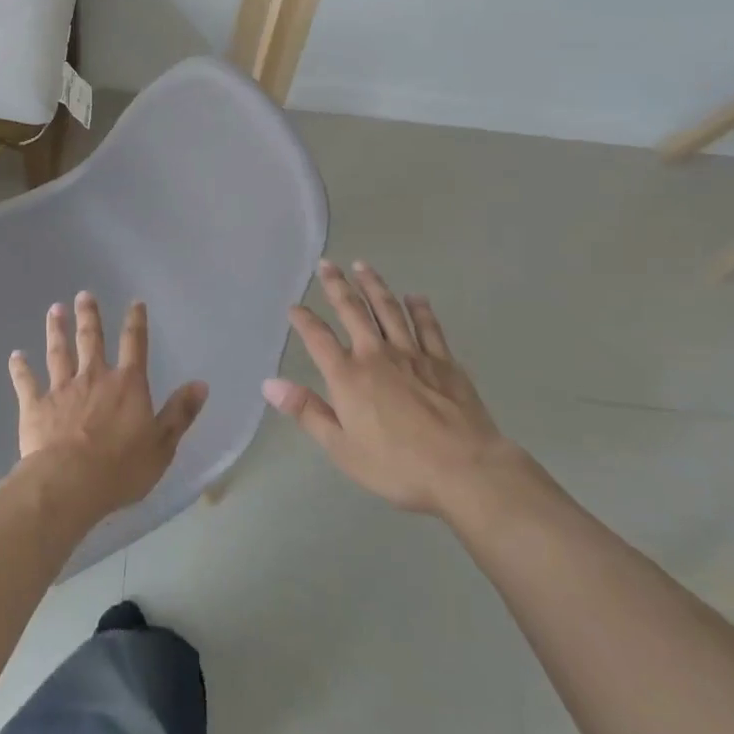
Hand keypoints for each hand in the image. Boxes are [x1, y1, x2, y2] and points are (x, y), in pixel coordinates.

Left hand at [9, 293, 207, 524]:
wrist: (70, 482)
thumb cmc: (121, 467)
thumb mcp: (162, 444)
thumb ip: (180, 413)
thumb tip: (201, 384)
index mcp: (127, 385)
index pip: (135, 345)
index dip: (136, 322)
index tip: (135, 303)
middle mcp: (94, 377)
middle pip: (91, 340)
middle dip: (89, 316)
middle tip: (84, 295)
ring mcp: (62, 389)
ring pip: (59, 353)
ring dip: (57, 330)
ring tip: (55, 309)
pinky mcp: (36, 406)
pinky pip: (26, 382)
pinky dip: (20, 368)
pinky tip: (15, 355)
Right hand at [264, 260, 544, 536]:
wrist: (464, 469)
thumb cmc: (397, 465)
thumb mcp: (342, 448)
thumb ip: (307, 412)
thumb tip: (269, 384)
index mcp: (348, 376)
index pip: (318, 338)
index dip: (304, 320)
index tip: (294, 306)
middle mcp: (376, 354)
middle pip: (353, 311)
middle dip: (337, 286)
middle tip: (326, 264)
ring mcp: (412, 354)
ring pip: (389, 309)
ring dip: (374, 285)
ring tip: (362, 265)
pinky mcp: (443, 361)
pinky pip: (428, 327)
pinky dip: (420, 309)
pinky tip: (415, 297)